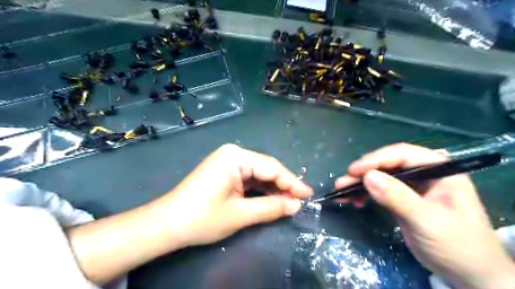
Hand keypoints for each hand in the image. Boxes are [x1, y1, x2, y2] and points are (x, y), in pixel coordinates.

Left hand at [157, 144, 311, 248]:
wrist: (167, 224)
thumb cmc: (202, 217)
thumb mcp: (240, 214)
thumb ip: (271, 208)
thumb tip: (296, 206)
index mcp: (235, 156)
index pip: (271, 167)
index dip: (292, 182)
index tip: (309, 194)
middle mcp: (233, 154)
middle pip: (266, 169)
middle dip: (283, 186)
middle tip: (301, 201)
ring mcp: (228, 162)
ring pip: (259, 175)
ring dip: (273, 189)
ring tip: (290, 203)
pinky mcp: (225, 172)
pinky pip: (249, 179)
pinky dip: (261, 190)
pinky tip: (272, 199)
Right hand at [334, 143, 514, 288]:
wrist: (468, 275)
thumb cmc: (457, 246)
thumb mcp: (428, 221)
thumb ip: (398, 198)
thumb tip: (368, 177)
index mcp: (439, 170)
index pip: (403, 155)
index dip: (376, 159)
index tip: (354, 170)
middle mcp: (424, 174)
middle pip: (388, 164)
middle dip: (364, 172)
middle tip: (343, 182)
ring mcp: (412, 187)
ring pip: (380, 177)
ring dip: (360, 184)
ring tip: (341, 191)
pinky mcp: (402, 199)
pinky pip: (379, 190)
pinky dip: (365, 194)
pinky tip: (355, 201)